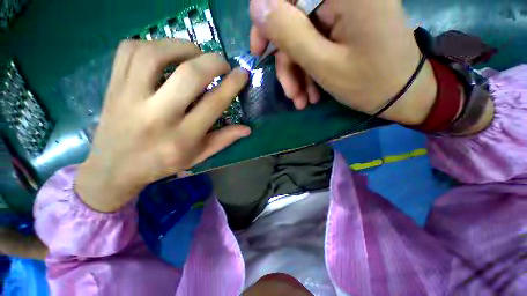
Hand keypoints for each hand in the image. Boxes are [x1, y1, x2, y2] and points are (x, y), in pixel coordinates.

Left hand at [77, 40, 249, 211]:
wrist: (114, 167)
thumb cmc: (162, 163)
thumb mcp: (198, 156)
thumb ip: (224, 140)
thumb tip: (247, 128)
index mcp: (182, 137)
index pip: (214, 103)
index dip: (232, 84)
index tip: (242, 73)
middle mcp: (157, 115)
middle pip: (189, 75)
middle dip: (213, 62)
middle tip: (222, 63)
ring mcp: (130, 96)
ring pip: (156, 54)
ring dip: (183, 47)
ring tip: (195, 54)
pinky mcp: (113, 85)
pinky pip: (130, 50)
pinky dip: (153, 44)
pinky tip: (165, 54)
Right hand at [250, 0, 437, 124]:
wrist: (402, 94)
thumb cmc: (369, 83)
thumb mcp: (324, 64)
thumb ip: (289, 33)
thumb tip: (256, 7)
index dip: (267, 18)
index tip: (260, 51)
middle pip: (293, 18)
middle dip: (286, 59)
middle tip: (288, 90)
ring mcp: (345, 10)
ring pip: (302, 37)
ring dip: (298, 73)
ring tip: (301, 100)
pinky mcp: (345, 26)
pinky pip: (315, 44)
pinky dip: (309, 70)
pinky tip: (311, 93)